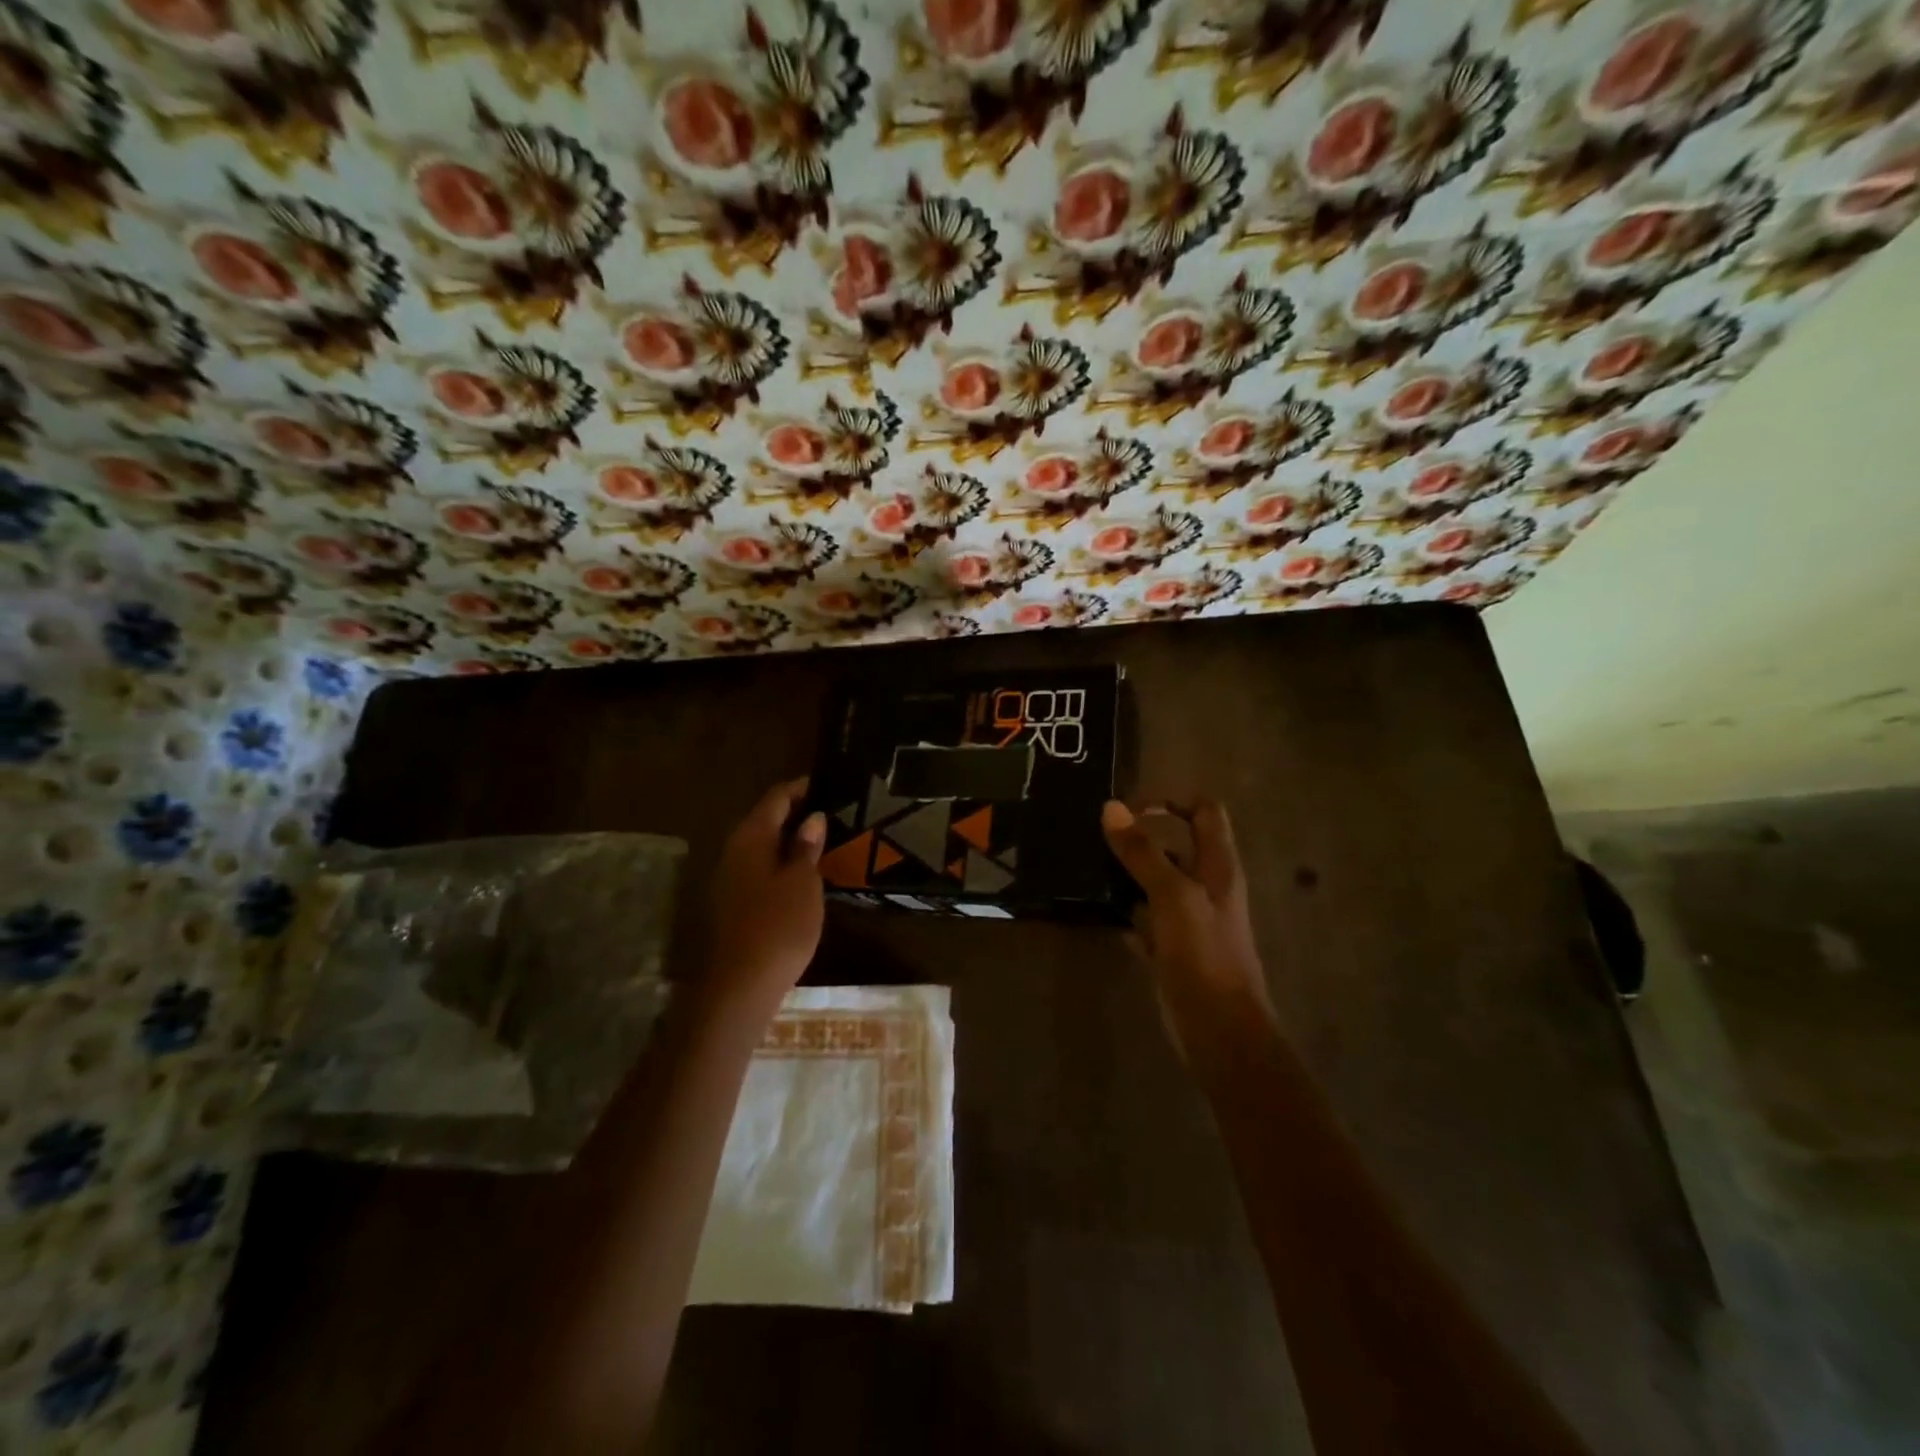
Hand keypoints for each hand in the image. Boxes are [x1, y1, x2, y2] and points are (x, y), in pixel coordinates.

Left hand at [705, 779, 826, 1010]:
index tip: (831, 784)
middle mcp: (734, 850)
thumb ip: (807, 847)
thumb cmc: (778, 926)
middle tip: (835, 813)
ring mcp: (730, 878)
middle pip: (767, 819)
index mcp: (750, 837)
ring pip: (764, 846)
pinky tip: (807, 874)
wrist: (740, 987)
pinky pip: (761, 869)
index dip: (802, 788)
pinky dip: (783, 863)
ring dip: (792, 841)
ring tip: (827, 841)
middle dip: (799, 814)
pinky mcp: (734, 903)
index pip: (777, 797)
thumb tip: (812, 818)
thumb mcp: (803, 883)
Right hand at [1101, 798, 1274, 1057]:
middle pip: (1178, 847)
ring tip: (1091, 868)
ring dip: (1130, 874)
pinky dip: (1128, 913)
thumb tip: (1111, 807)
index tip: (1131, 809)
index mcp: (1218, 866)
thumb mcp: (1172, 895)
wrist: (1220, 1031)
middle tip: (1100, 837)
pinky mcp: (1174, 950)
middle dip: (1143, 837)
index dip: (1172, 801)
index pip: (1205, 812)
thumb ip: (1143, 852)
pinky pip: (1147, 921)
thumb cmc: (1203, 955)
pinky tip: (1103, 913)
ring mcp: (1191, 921)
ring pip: (1159, 884)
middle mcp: (1207, 887)